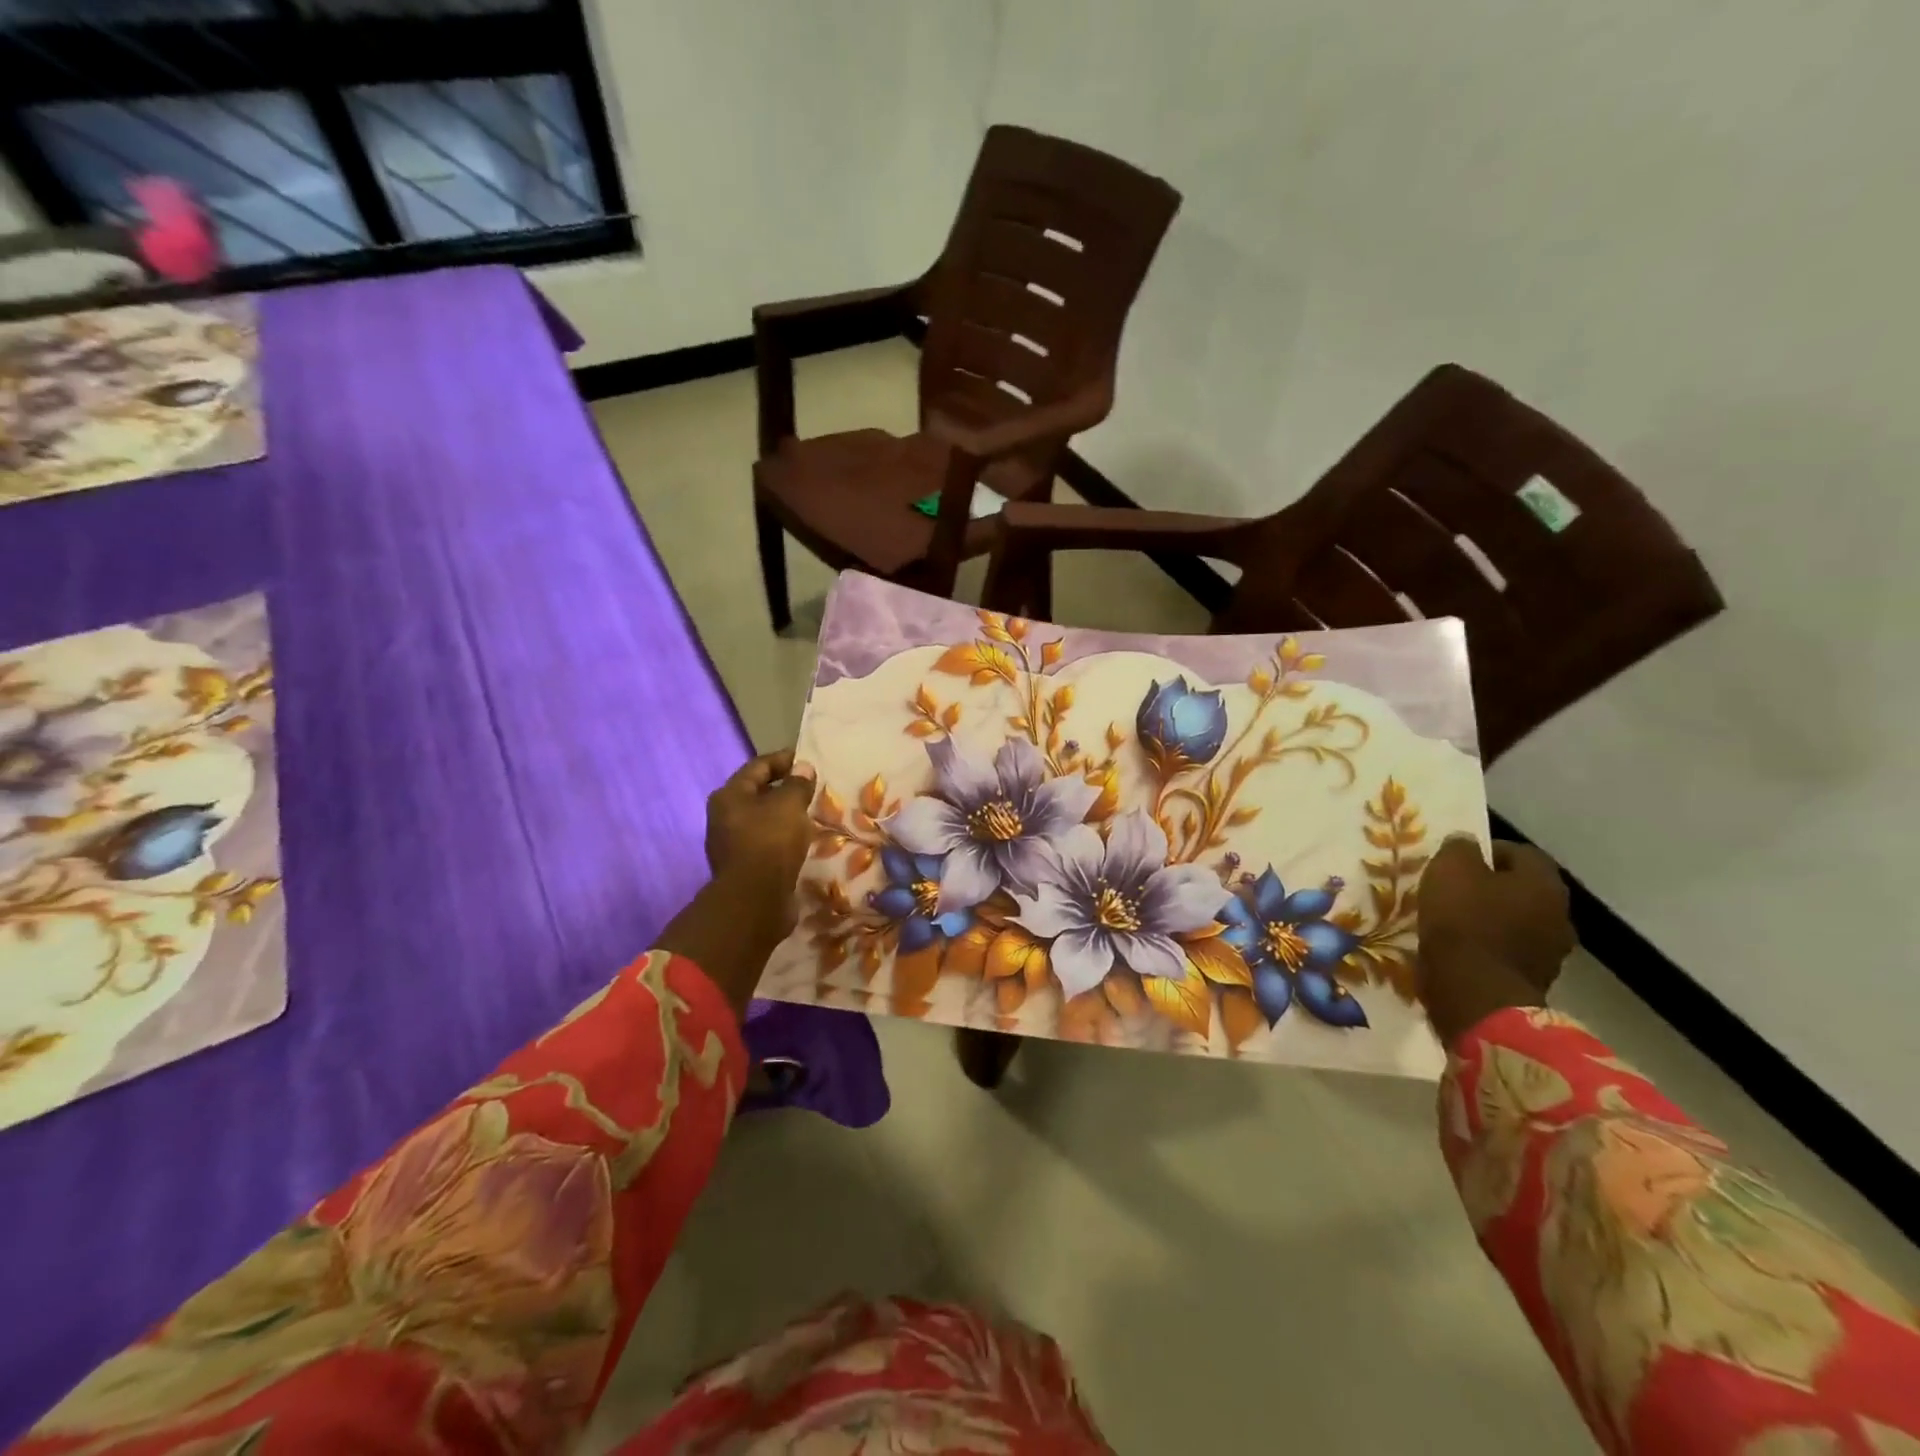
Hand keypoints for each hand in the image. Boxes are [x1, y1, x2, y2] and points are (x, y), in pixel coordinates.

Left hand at [704, 748, 814, 930]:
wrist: (755, 900)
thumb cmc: (770, 842)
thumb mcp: (789, 806)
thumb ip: (797, 785)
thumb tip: (803, 768)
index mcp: (729, 795)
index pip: (758, 766)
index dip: (783, 759)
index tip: (807, 760)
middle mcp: (723, 817)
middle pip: (757, 793)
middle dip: (784, 788)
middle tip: (811, 787)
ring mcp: (731, 844)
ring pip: (762, 820)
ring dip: (784, 815)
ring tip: (810, 813)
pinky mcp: (743, 867)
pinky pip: (766, 842)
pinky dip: (783, 837)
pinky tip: (801, 840)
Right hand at [1415, 836, 1575, 1046]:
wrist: (1474, 994)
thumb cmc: (1463, 922)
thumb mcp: (1449, 871)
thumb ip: (1460, 849)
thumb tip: (1467, 843)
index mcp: (1544, 884)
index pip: (1522, 853)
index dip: (1488, 850)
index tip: (1456, 859)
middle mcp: (1559, 914)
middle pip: (1522, 889)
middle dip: (1491, 886)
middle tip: (1454, 889)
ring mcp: (1551, 952)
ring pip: (1517, 922)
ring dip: (1491, 918)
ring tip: (1453, 921)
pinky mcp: (1533, 980)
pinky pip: (1509, 951)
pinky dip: (1488, 946)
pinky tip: (1461, 949)